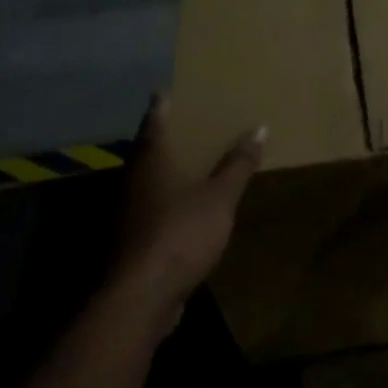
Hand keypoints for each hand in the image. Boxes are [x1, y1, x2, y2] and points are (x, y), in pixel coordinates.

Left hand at [110, 93, 265, 332]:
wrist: (142, 296)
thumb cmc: (181, 233)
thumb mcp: (220, 197)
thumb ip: (238, 164)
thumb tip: (260, 127)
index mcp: (151, 161)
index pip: (154, 122)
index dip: (162, 106)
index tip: (165, 91)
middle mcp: (132, 181)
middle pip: (147, 151)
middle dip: (165, 138)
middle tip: (187, 124)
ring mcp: (127, 213)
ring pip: (147, 182)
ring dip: (166, 172)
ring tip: (191, 164)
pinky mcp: (131, 242)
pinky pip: (151, 210)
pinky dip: (167, 202)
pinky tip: (186, 208)